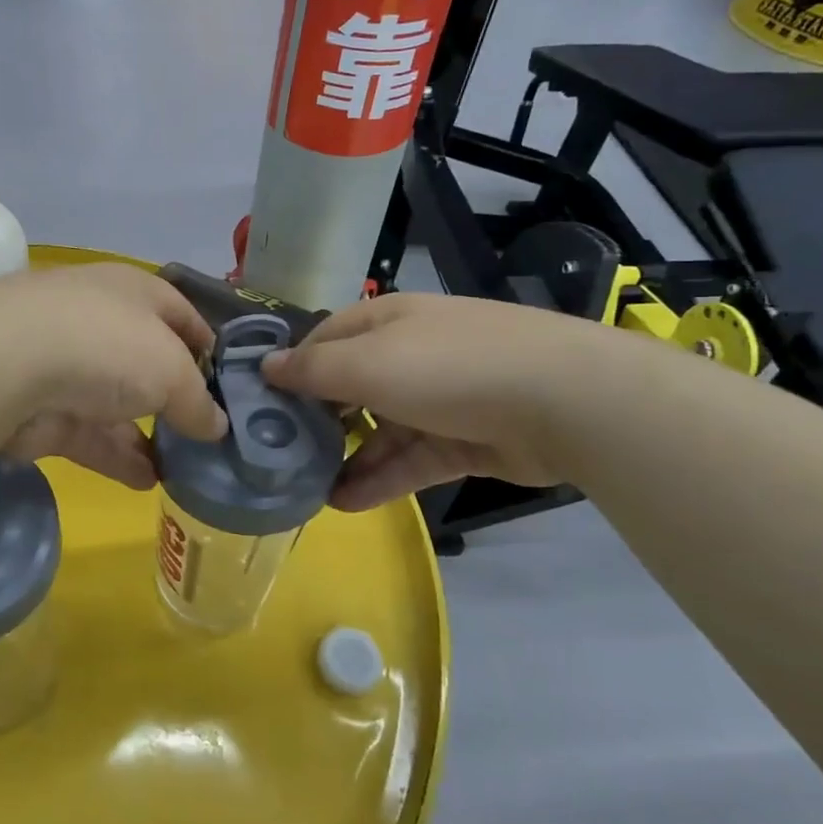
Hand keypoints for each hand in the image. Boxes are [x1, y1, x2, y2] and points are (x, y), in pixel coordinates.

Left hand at [0, 265, 227, 489]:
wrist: (8, 365)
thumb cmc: (106, 344)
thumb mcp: (172, 370)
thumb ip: (198, 401)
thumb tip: (217, 427)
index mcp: (134, 292)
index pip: (180, 314)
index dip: (208, 345)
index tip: (231, 383)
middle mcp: (101, 323)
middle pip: (148, 362)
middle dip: (177, 397)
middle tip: (211, 435)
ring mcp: (69, 368)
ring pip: (120, 405)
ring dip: (152, 435)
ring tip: (188, 468)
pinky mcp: (46, 411)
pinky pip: (92, 436)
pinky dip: (120, 457)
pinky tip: (150, 481)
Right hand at [261, 292, 610, 509]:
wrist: (563, 401)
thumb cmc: (447, 367)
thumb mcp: (367, 363)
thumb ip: (311, 369)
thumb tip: (264, 367)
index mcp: (386, 321)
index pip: (325, 339)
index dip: (292, 368)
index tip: (259, 403)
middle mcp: (410, 353)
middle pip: (351, 386)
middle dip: (317, 419)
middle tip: (279, 453)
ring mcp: (440, 398)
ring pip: (379, 430)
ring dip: (345, 457)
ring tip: (306, 489)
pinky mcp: (464, 440)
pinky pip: (410, 460)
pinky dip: (379, 479)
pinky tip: (344, 503)